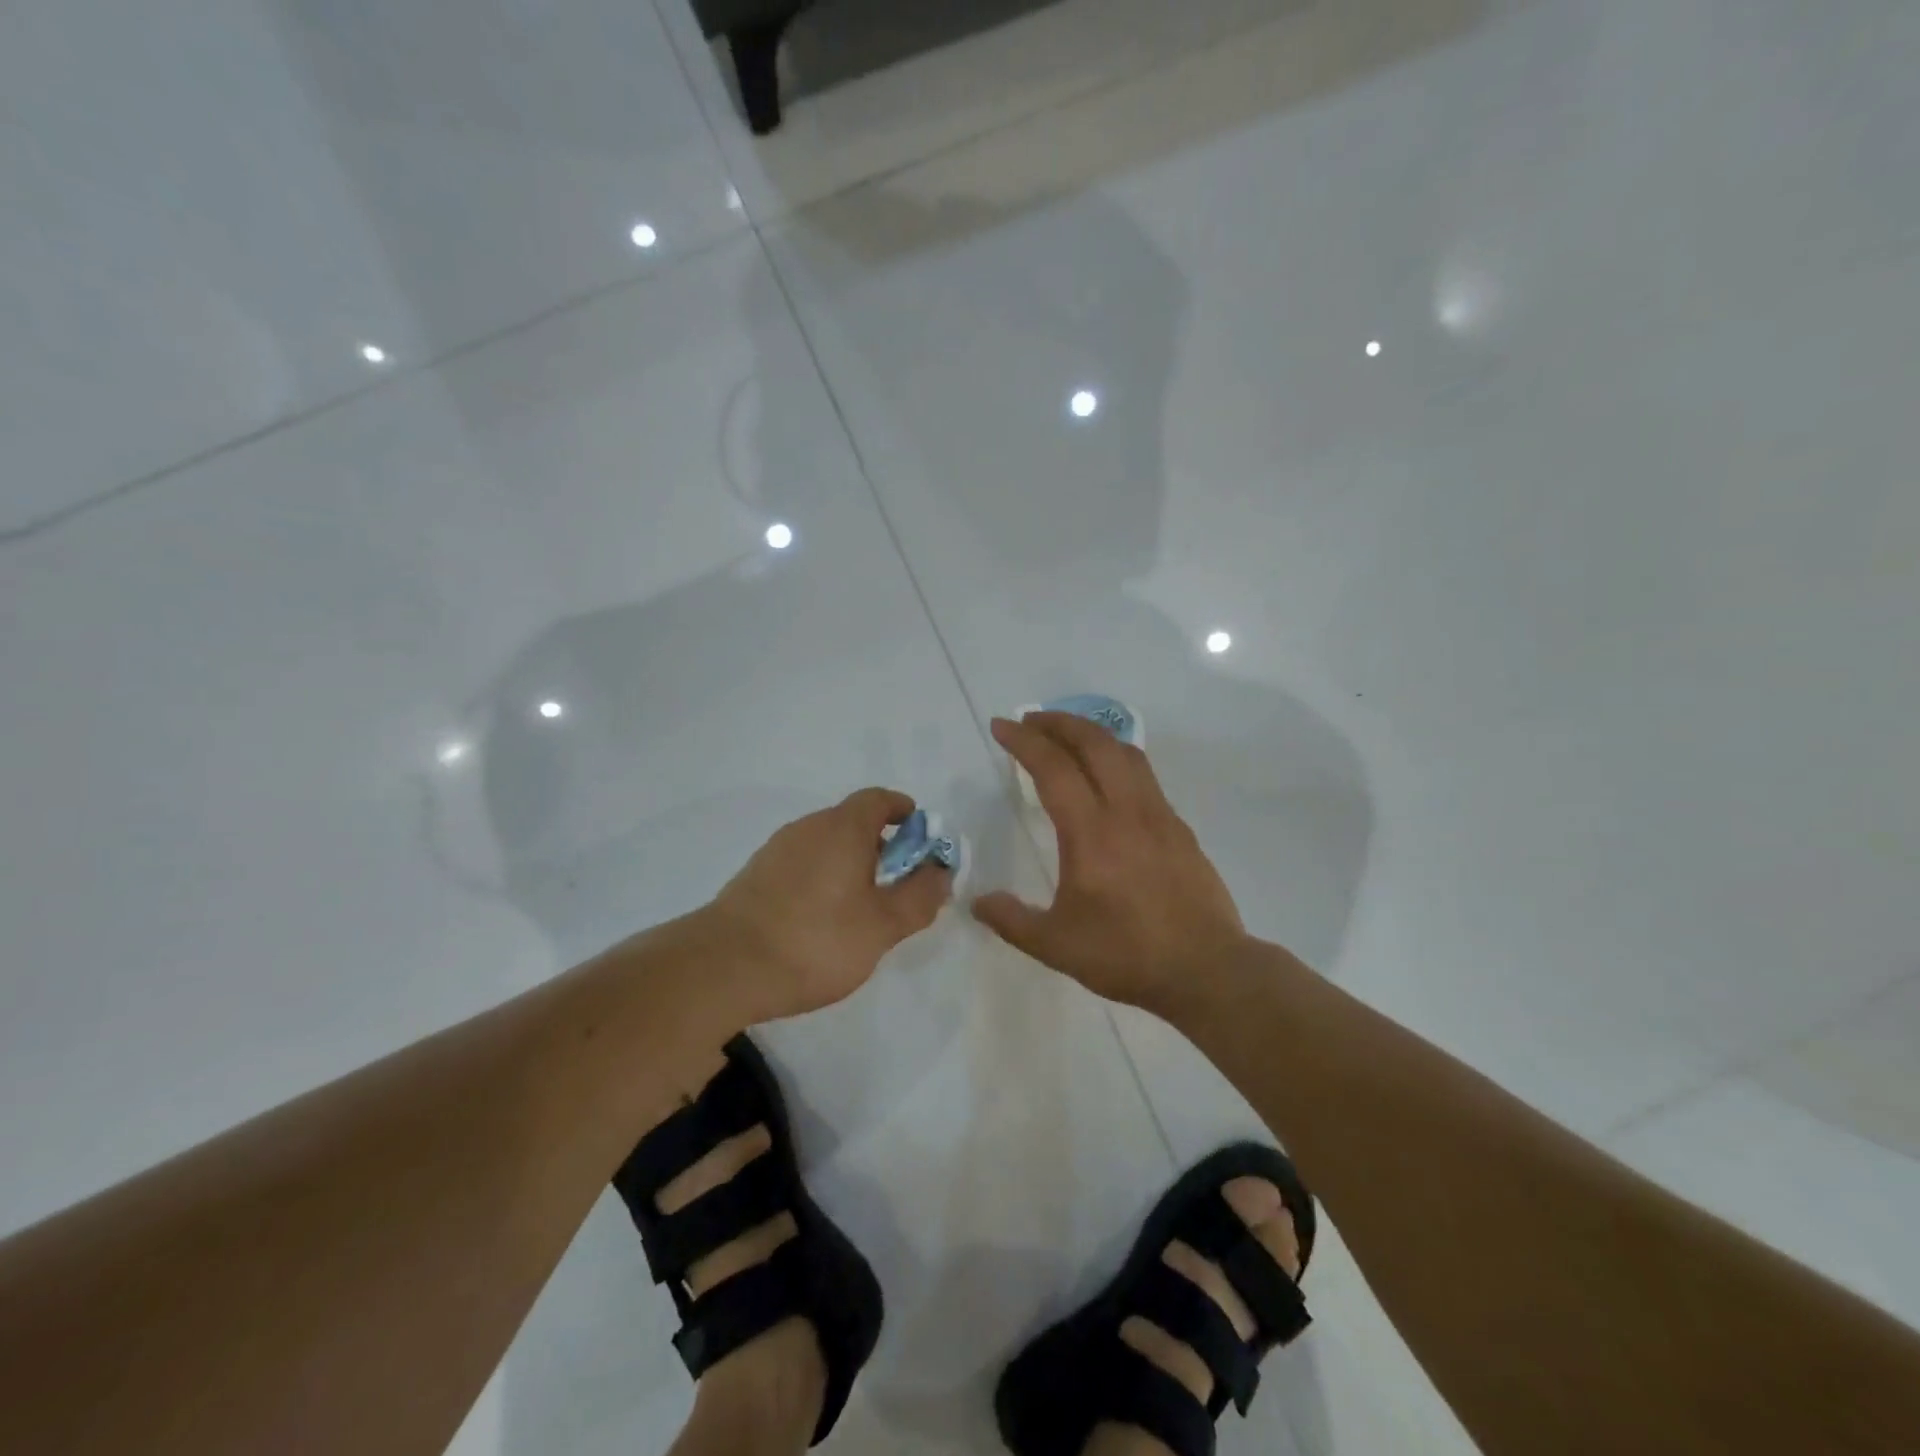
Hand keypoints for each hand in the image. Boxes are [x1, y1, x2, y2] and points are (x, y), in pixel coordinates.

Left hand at [706, 788, 951, 1022]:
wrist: (724, 968)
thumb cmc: (816, 940)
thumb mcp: (883, 925)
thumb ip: (919, 897)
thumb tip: (940, 873)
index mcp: (842, 827)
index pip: (878, 799)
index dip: (903, 811)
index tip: (920, 834)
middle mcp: (807, 828)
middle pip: (852, 822)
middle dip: (882, 846)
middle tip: (900, 884)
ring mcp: (776, 851)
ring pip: (825, 846)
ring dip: (851, 865)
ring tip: (864, 908)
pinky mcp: (755, 877)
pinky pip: (802, 865)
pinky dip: (823, 879)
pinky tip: (823, 921)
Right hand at [972, 713, 1247, 1012]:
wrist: (1206, 970)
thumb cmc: (1126, 955)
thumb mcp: (1056, 945)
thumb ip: (1012, 920)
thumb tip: (978, 902)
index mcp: (1091, 833)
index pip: (1053, 768)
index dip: (1024, 741)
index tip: (1002, 726)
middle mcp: (1127, 811)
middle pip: (1094, 743)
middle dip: (1058, 723)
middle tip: (1031, 721)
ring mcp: (1159, 815)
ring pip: (1125, 752)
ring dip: (1092, 734)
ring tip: (1067, 737)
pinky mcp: (1179, 828)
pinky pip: (1144, 776)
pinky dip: (1117, 759)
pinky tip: (1108, 779)